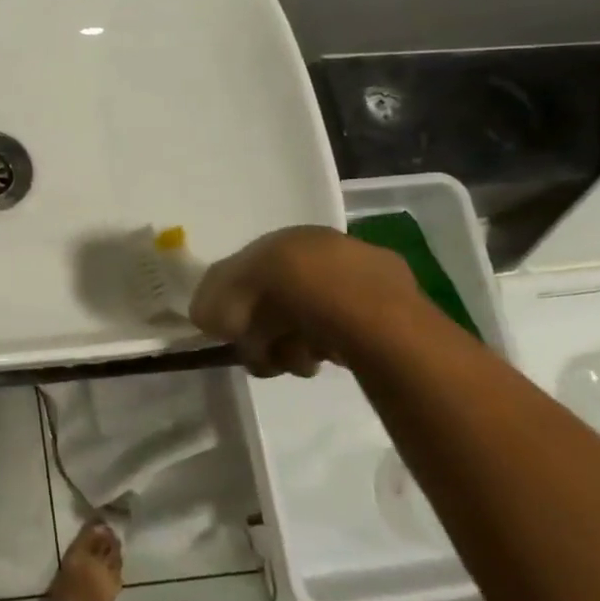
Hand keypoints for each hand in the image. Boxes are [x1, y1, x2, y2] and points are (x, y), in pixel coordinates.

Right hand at [188, 225, 416, 377]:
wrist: (369, 312)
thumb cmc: (290, 291)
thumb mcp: (227, 292)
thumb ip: (210, 303)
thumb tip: (209, 318)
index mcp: (290, 238)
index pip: (249, 269)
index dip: (232, 302)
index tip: (228, 330)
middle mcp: (327, 251)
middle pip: (277, 299)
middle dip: (262, 330)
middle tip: (259, 353)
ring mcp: (362, 282)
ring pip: (306, 321)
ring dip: (290, 346)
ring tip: (295, 362)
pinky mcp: (390, 317)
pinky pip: (339, 337)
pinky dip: (322, 351)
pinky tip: (322, 360)